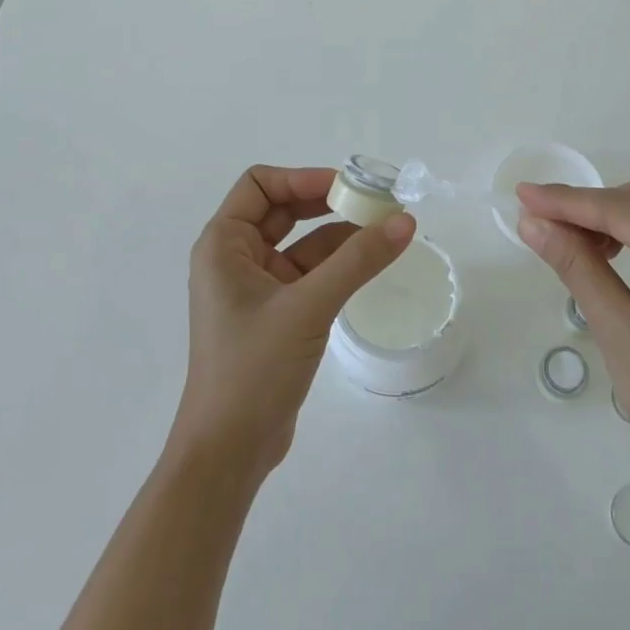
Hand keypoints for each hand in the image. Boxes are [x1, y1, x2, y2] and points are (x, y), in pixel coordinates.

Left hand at [174, 166, 414, 479]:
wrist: (229, 452)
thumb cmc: (253, 368)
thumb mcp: (308, 307)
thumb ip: (358, 261)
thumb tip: (405, 220)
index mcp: (223, 245)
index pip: (260, 184)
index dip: (302, 177)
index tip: (347, 186)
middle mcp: (236, 258)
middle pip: (283, 209)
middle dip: (327, 202)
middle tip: (374, 202)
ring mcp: (256, 288)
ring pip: (302, 243)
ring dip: (340, 234)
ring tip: (386, 229)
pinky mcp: (277, 314)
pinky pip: (310, 273)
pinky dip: (339, 264)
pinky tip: (372, 261)